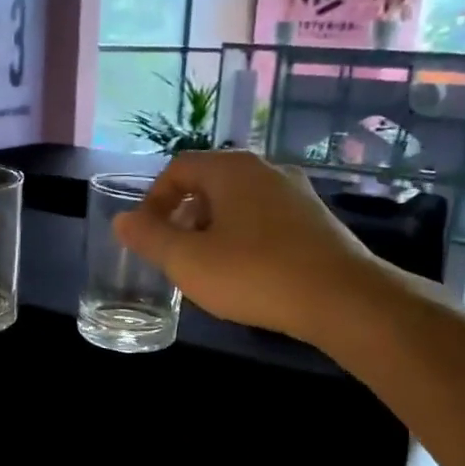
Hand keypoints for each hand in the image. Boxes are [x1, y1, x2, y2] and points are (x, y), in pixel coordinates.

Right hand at [112, 150, 386, 342]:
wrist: (342, 298)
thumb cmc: (254, 274)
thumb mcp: (188, 261)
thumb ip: (150, 238)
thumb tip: (122, 219)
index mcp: (231, 169)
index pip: (178, 167)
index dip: (154, 199)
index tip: (147, 234)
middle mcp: (265, 169)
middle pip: (210, 182)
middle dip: (184, 215)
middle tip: (174, 252)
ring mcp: (296, 193)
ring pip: (239, 202)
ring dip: (214, 228)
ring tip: (208, 265)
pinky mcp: (317, 220)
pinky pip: (266, 219)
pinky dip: (245, 237)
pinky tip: (247, 272)